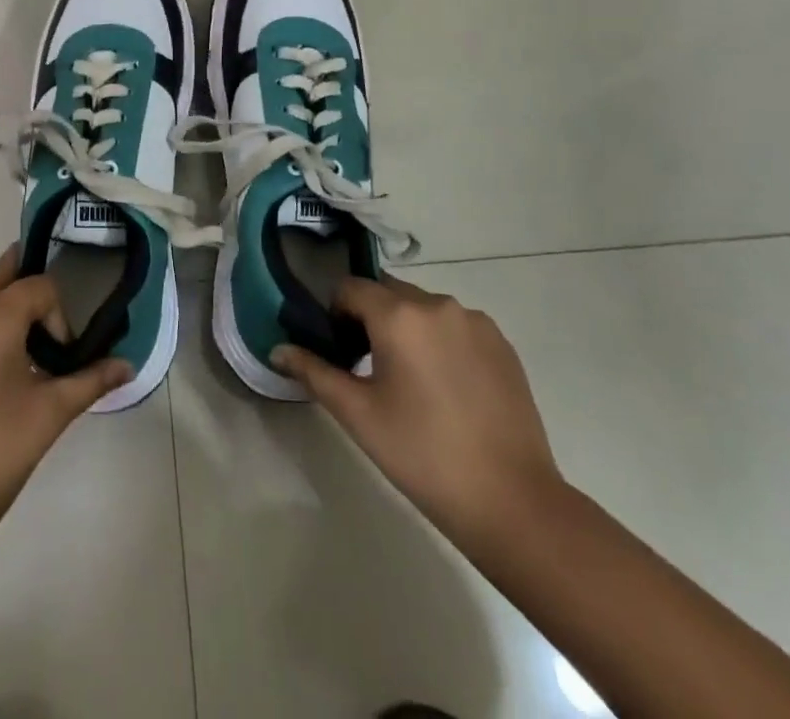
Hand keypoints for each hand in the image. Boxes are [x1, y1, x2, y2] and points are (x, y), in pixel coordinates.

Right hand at [272, 276, 562, 548]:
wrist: (513, 503)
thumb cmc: (423, 455)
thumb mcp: (358, 415)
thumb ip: (314, 372)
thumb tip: (276, 349)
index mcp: (399, 314)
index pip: (350, 288)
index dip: (335, 314)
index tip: (339, 352)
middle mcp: (437, 303)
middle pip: (387, 293)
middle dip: (370, 319)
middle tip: (369, 369)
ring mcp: (475, 321)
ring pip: (422, 308)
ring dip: (406, 328)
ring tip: (411, 383)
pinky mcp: (502, 343)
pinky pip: (455, 325)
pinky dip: (440, 341)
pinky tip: (446, 389)